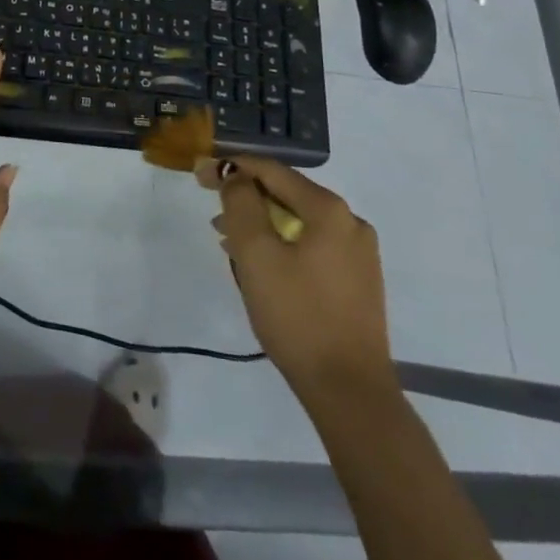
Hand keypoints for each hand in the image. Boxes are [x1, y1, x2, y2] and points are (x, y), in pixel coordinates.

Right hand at [202, 155, 397, 417]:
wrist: (350, 392)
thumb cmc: (297, 315)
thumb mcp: (256, 254)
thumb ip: (241, 203)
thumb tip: (236, 176)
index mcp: (329, 210)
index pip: (272, 170)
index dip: (232, 167)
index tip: (199, 174)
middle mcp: (351, 222)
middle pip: (287, 194)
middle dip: (247, 198)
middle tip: (212, 211)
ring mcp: (360, 253)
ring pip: (299, 222)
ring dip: (262, 224)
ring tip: (228, 241)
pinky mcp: (358, 281)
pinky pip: (312, 245)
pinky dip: (282, 244)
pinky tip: (261, 264)